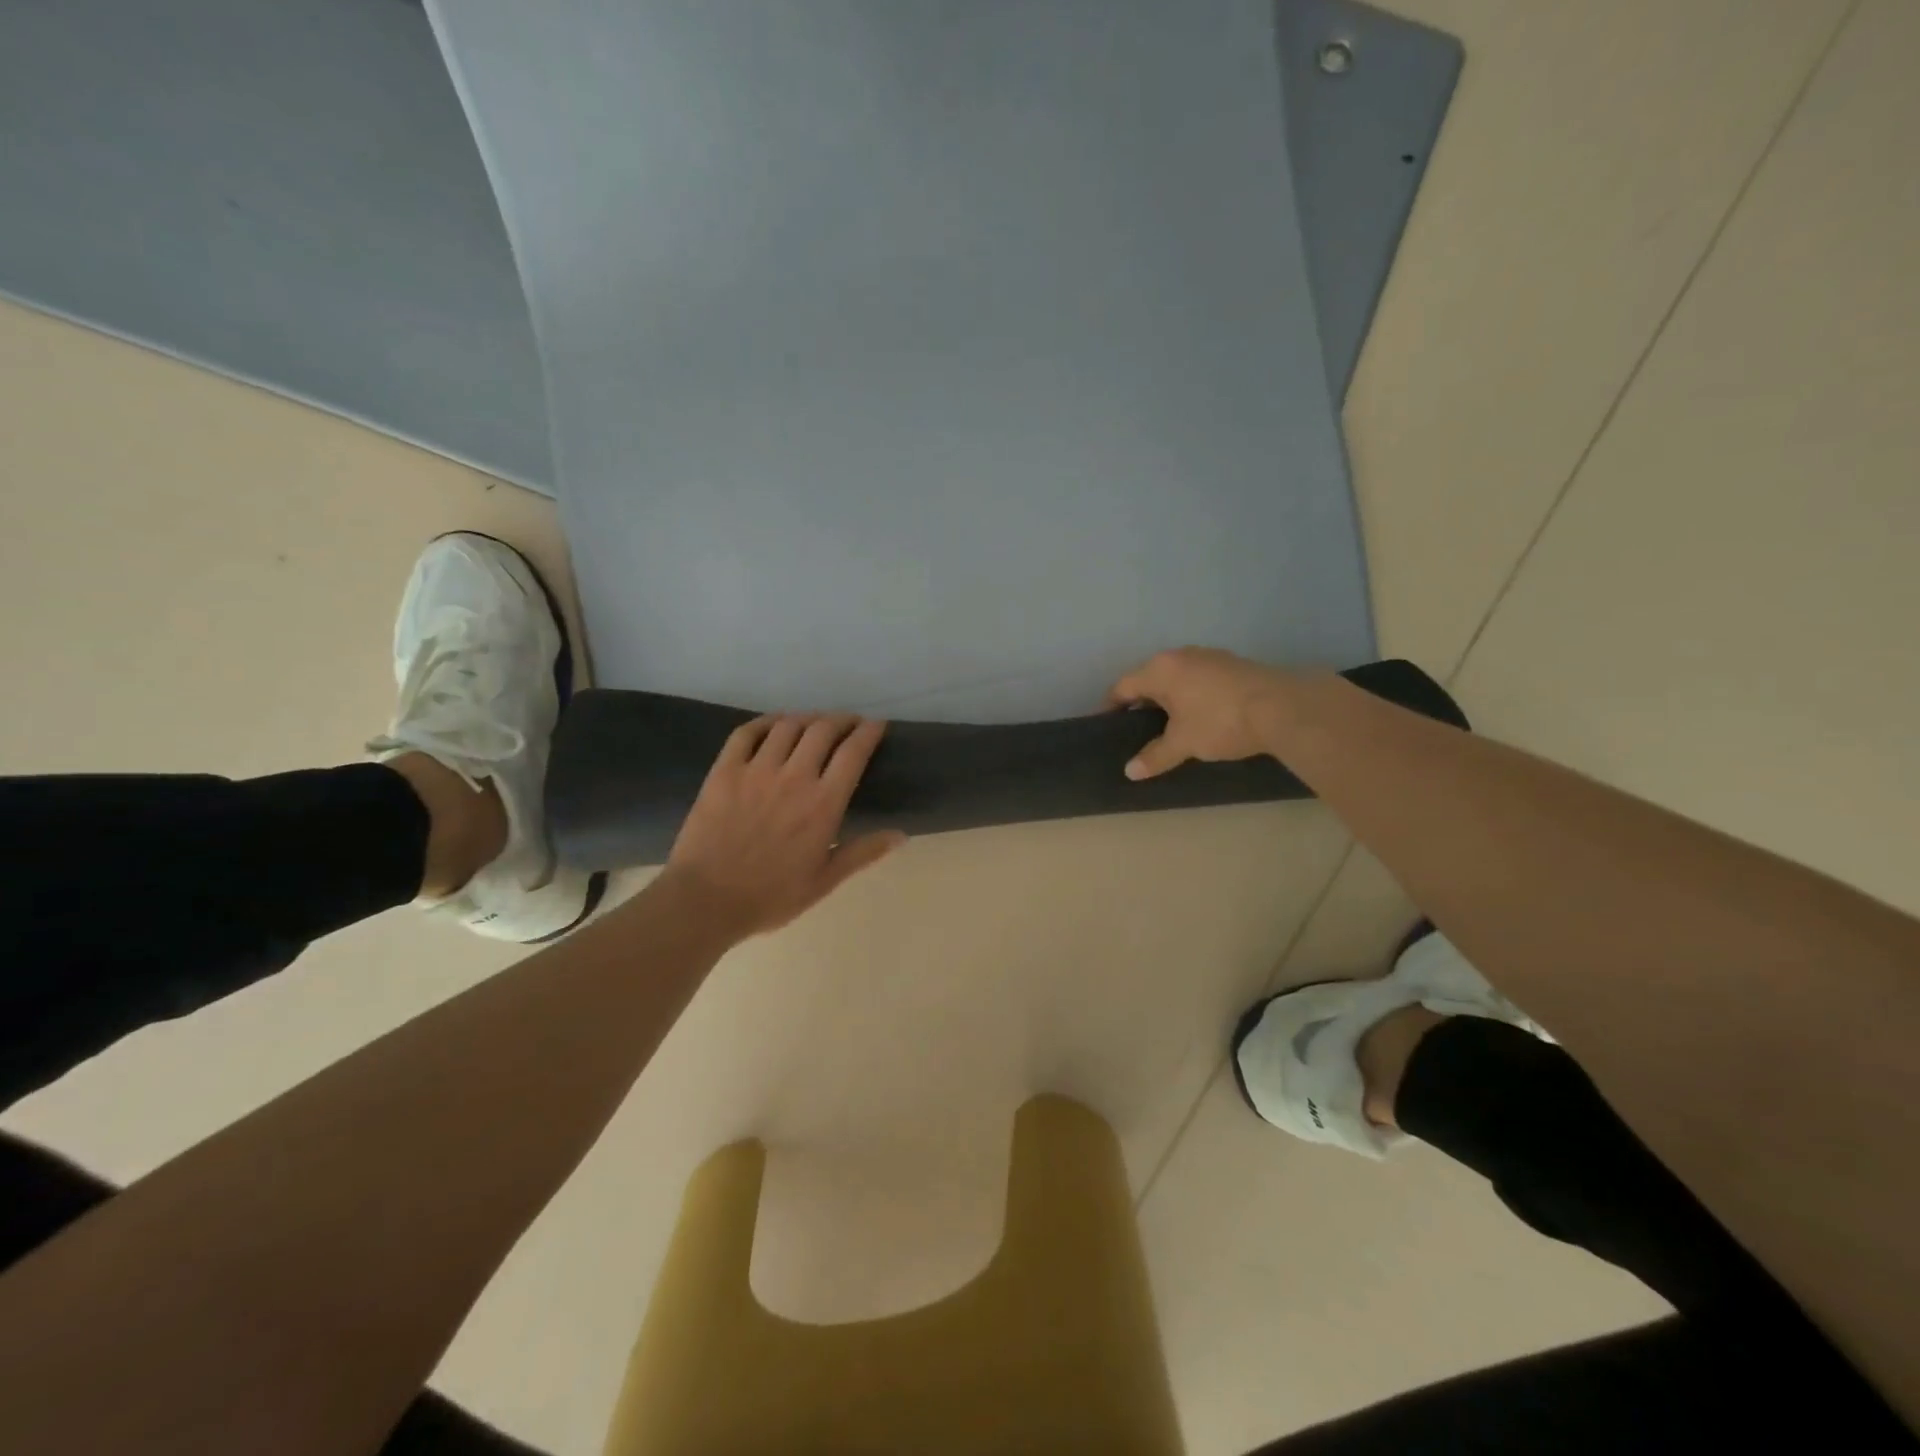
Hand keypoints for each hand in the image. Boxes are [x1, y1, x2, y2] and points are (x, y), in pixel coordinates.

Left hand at [663, 714, 904, 938]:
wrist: (706, 900)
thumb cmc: (771, 896)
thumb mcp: (824, 881)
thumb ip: (862, 853)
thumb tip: (901, 835)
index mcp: (823, 804)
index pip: (853, 752)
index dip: (869, 732)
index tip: (876, 725)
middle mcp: (794, 777)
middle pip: (823, 729)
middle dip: (841, 719)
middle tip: (848, 723)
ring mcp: (756, 770)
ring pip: (788, 726)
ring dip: (807, 718)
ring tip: (814, 723)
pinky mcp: (724, 771)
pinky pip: (747, 732)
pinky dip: (765, 722)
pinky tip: (773, 724)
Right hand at [1108, 648, 1295, 779]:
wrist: (1283, 708)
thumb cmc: (1220, 721)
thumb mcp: (1183, 743)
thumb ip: (1155, 755)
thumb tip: (1131, 771)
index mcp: (1161, 669)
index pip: (1123, 686)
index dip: (1111, 707)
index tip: (1106, 725)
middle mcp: (1181, 655)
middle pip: (1150, 679)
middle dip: (1141, 703)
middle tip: (1136, 731)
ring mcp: (1210, 657)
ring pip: (1177, 678)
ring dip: (1169, 700)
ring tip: (1168, 727)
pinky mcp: (1233, 665)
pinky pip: (1199, 680)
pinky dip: (1191, 697)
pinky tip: (1199, 717)